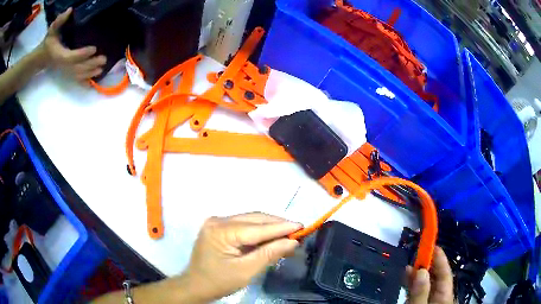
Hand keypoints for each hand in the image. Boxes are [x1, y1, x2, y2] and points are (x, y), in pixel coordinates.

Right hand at [37, 8, 105, 82]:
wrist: (43, 57)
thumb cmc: (49, 41)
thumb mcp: (53, 29)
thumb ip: (60, 21)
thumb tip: (70, 10)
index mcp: (60, 55)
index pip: (72, 56)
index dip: (82, 54)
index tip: (94, 48)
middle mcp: (63, 66)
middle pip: (78, 68)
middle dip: (91, 64)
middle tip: (104, 59)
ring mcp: (65, 71)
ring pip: (78, 75)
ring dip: (90, 73)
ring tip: (102, 69)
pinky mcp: (67, 73)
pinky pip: (75, 80)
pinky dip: (84, 82)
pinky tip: (93, 82)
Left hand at [182, 212, 301, 301]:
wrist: (196, 285)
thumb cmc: (219, 281)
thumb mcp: (246, 272)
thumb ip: (269, 254)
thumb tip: (292, 241)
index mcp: (221, 231)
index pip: (257, 227)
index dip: (281, 227)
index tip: (302, 226)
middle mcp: (218, 220)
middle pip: (254, 219)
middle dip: (277, 225)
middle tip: (298, 232)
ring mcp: (217, 222)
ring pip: (250, 220)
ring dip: (270, 227)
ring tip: (288, 234)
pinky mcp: (219, 227)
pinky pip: (244, 225)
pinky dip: (259, 231)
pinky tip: (272, 236)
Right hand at [406, 246, 453, 303]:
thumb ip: (421, 292)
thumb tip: (421, 271)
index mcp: (445, 297)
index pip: (445, 273)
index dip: (440, 258)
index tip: (432, 243)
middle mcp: (440, 297)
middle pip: (436, 278)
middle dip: (426, 266)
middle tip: (416, 255)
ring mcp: (431, 301)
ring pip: (426, 285)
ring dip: (417, 275)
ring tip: (408, 267)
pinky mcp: (422, 303)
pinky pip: (419, 293)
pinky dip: (413, 286)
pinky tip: (406, 280)